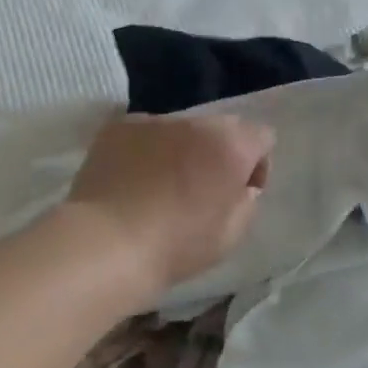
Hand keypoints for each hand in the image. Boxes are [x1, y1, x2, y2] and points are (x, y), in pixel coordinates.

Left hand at [62, 112, 274, 298]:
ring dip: (179, 150)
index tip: (238, 192)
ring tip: (159, 185)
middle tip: (199, 189)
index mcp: (230, 145)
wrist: (106, 244)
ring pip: (178, 129)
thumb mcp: (231, 235)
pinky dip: (143, 150)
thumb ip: (246, 201)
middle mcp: (194, 122)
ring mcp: (152, 121)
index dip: (255, 165)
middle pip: (219, 128)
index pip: (261, 136)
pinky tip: (130, 180)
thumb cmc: (176, 246)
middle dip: (216, 152)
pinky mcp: (117, 128)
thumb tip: (239, 186)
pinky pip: (142, 134)